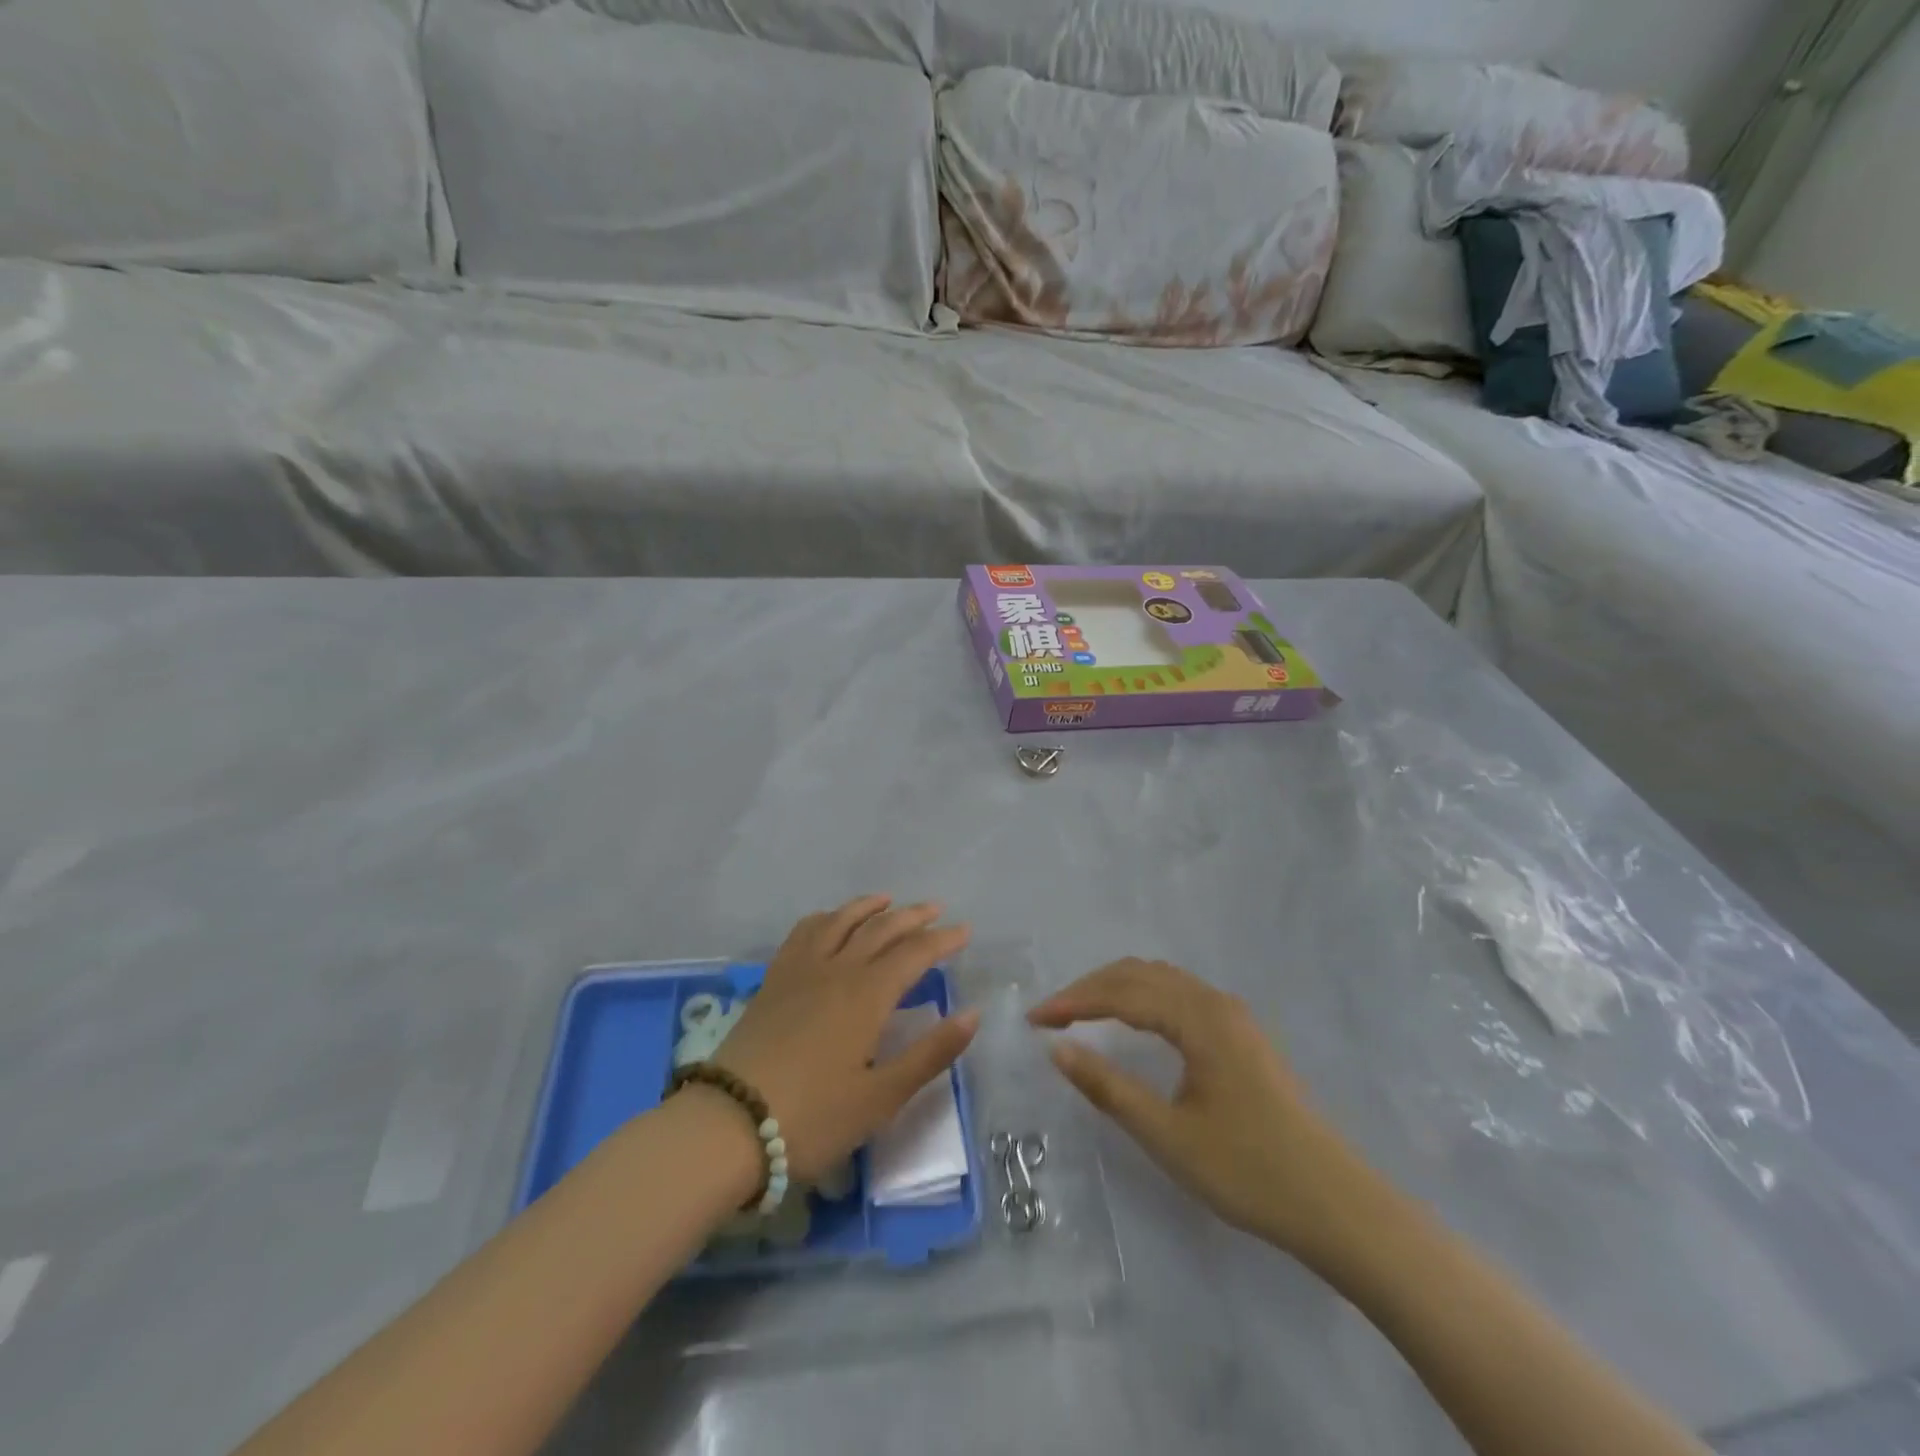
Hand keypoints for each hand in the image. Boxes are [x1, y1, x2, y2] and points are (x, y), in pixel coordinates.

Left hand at [709, 896, 977, 1183]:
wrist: (729, 1125)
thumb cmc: (813, 1118)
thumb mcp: (881, 1097)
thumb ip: (930, 1054)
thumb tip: (972, 1014)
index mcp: (867, 995)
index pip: (914, 953)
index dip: (942, 940)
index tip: (965, 931)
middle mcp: (837, 969)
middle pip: (880, 929)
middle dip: (912, 916)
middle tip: (936, 909)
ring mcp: (800, 971)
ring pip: (840, 922)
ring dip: (868, 907)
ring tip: (887, 901)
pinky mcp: (773, 981)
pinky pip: (803, 933)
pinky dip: (825, 918)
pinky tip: (829, 922)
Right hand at [1029, 958, 1375, 1264]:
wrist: (1335, 1203)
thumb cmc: (1247, 1170)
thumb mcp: (1167, 1134)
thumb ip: (1108, 1088)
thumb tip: (1057, 1049)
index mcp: (1199, 1018)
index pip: (1121, 993)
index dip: (1073, 1002)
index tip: (1034, 1020)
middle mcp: (1216, 1002)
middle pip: (1140, 974)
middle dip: (1090, 988)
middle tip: (1052, 1016)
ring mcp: (1234, 1016)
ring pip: (1162, 980)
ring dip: (1117, 989)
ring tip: (1081, 1013)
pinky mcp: (1242, 1035)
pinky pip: (1180, 995)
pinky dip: (1143, 998)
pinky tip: (1132, 1021)